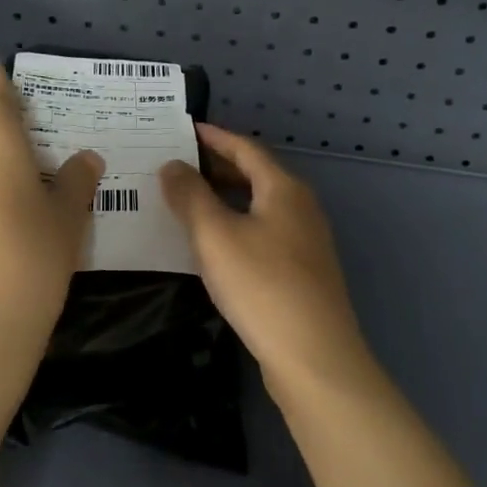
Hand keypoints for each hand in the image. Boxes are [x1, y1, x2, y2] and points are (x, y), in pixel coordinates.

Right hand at [159, 124, 370, 391]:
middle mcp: (301, 207)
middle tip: (178, 166)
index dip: (214, 137)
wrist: (314, 356)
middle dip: (218, 167)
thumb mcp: (215, 236)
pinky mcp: (304, 272)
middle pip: (256, 175)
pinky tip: (215, 246)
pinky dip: (237, 225)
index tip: (185, 130)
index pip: (246, 148)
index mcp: (284, 189)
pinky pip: (264, 232)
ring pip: (260, 206)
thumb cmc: (262, 285)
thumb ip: (190, 196)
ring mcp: (306, 241)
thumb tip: (173, 165)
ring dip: (226, 198)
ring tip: (189, 202)